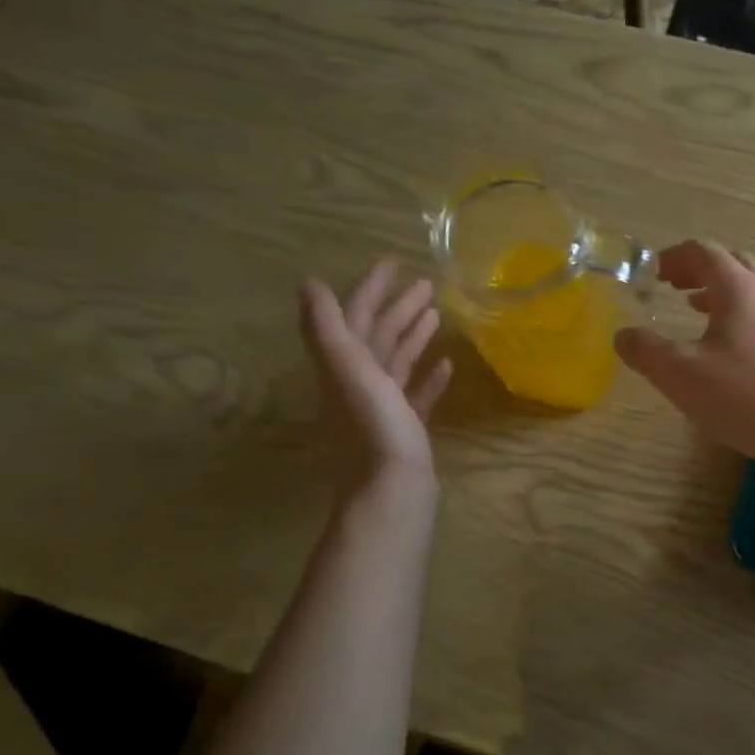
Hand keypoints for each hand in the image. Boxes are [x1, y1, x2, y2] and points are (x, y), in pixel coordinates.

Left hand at [302, 260, 451, 493]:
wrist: (392, 493)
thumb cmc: (375, 429)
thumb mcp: (348, 372)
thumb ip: (328, 328)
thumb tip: (308, 283)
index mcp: (344, 366)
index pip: (356, 315)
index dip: (371, 287)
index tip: (394, 261)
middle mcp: (358, 383)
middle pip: (377, 336)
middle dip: (398, 307)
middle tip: (426, 284)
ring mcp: (382, 408)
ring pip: (397, 362)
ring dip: (414, 336)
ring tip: (436, 314)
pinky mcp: (404, 429)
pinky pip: (415, 394)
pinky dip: (428, 377)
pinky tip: (446, 365)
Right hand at [614, 240, 754, 465]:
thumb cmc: (743, 396)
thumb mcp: (680, 374)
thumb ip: (645, 350)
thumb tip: (622, 335)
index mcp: (738, 288)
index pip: (703, 251)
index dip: (674, 257)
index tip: (652, 273)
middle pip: (731, 262)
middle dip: (698, 268)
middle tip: (672, 285)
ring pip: (751, 287)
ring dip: (719, 289)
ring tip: (693, 308)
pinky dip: (737, 311)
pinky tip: (726, 344)